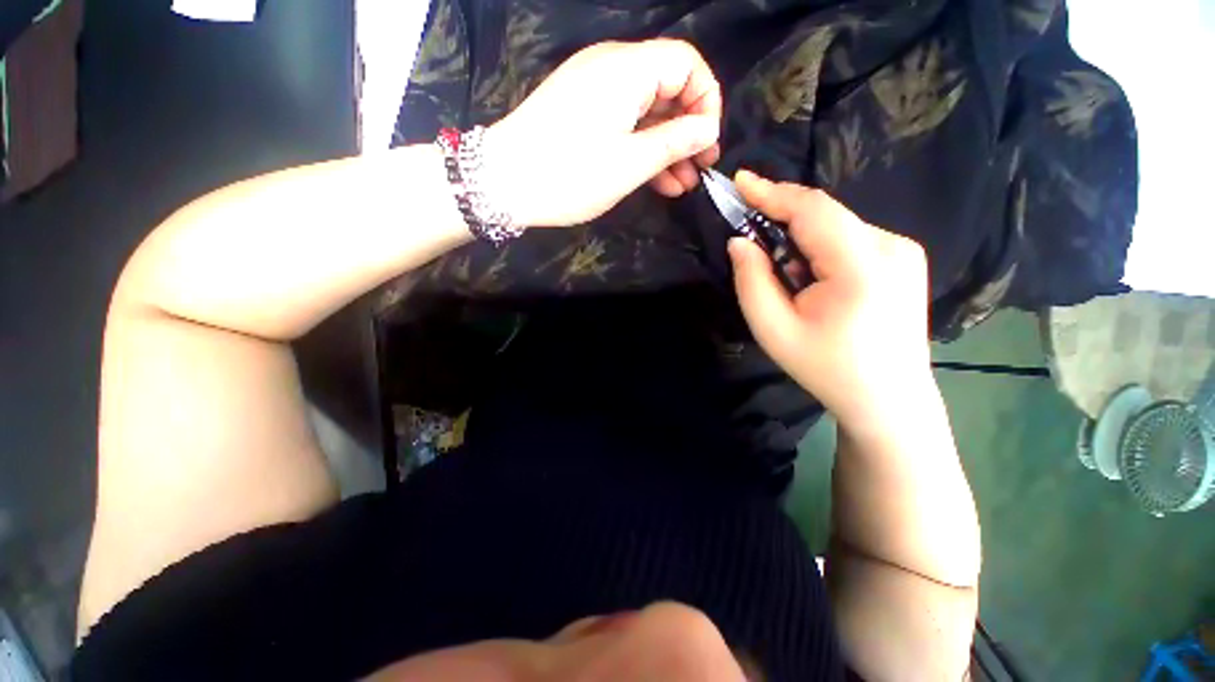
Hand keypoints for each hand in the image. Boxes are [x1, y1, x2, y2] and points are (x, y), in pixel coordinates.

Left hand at [485, 39, 721, 227]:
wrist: (503, 183)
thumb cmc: (570, 174)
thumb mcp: (630, 163)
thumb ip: (674, 142)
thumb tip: (708, 130)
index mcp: (628, 69)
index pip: (687, 64)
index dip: (706, 102)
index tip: (708, 144)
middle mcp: (612, 68)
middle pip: (667, 88)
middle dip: (688, 130)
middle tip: (700, 169)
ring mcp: (594, 91)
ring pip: (645, 111)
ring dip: (667, 147)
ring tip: (682, 185)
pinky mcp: (582, 112)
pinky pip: (623, 123)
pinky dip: (642, 148)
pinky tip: (657, 181)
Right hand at [727, 171, 934, 437]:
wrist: (888, 399)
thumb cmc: (825, 367)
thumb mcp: (772, 329)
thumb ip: (751, 280)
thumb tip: (740, 241)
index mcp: (861, 266)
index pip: (811, 210)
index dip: (772, 192)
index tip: (740, 181)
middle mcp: (892, 246)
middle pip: (824, 215)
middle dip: (783, 222)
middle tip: (755, 247)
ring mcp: (905, 250)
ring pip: (836, 225)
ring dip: (802, 241)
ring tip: (791, 281)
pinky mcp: (906, 257)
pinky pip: (851, 237)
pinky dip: (822, 248)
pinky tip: (816, 281)